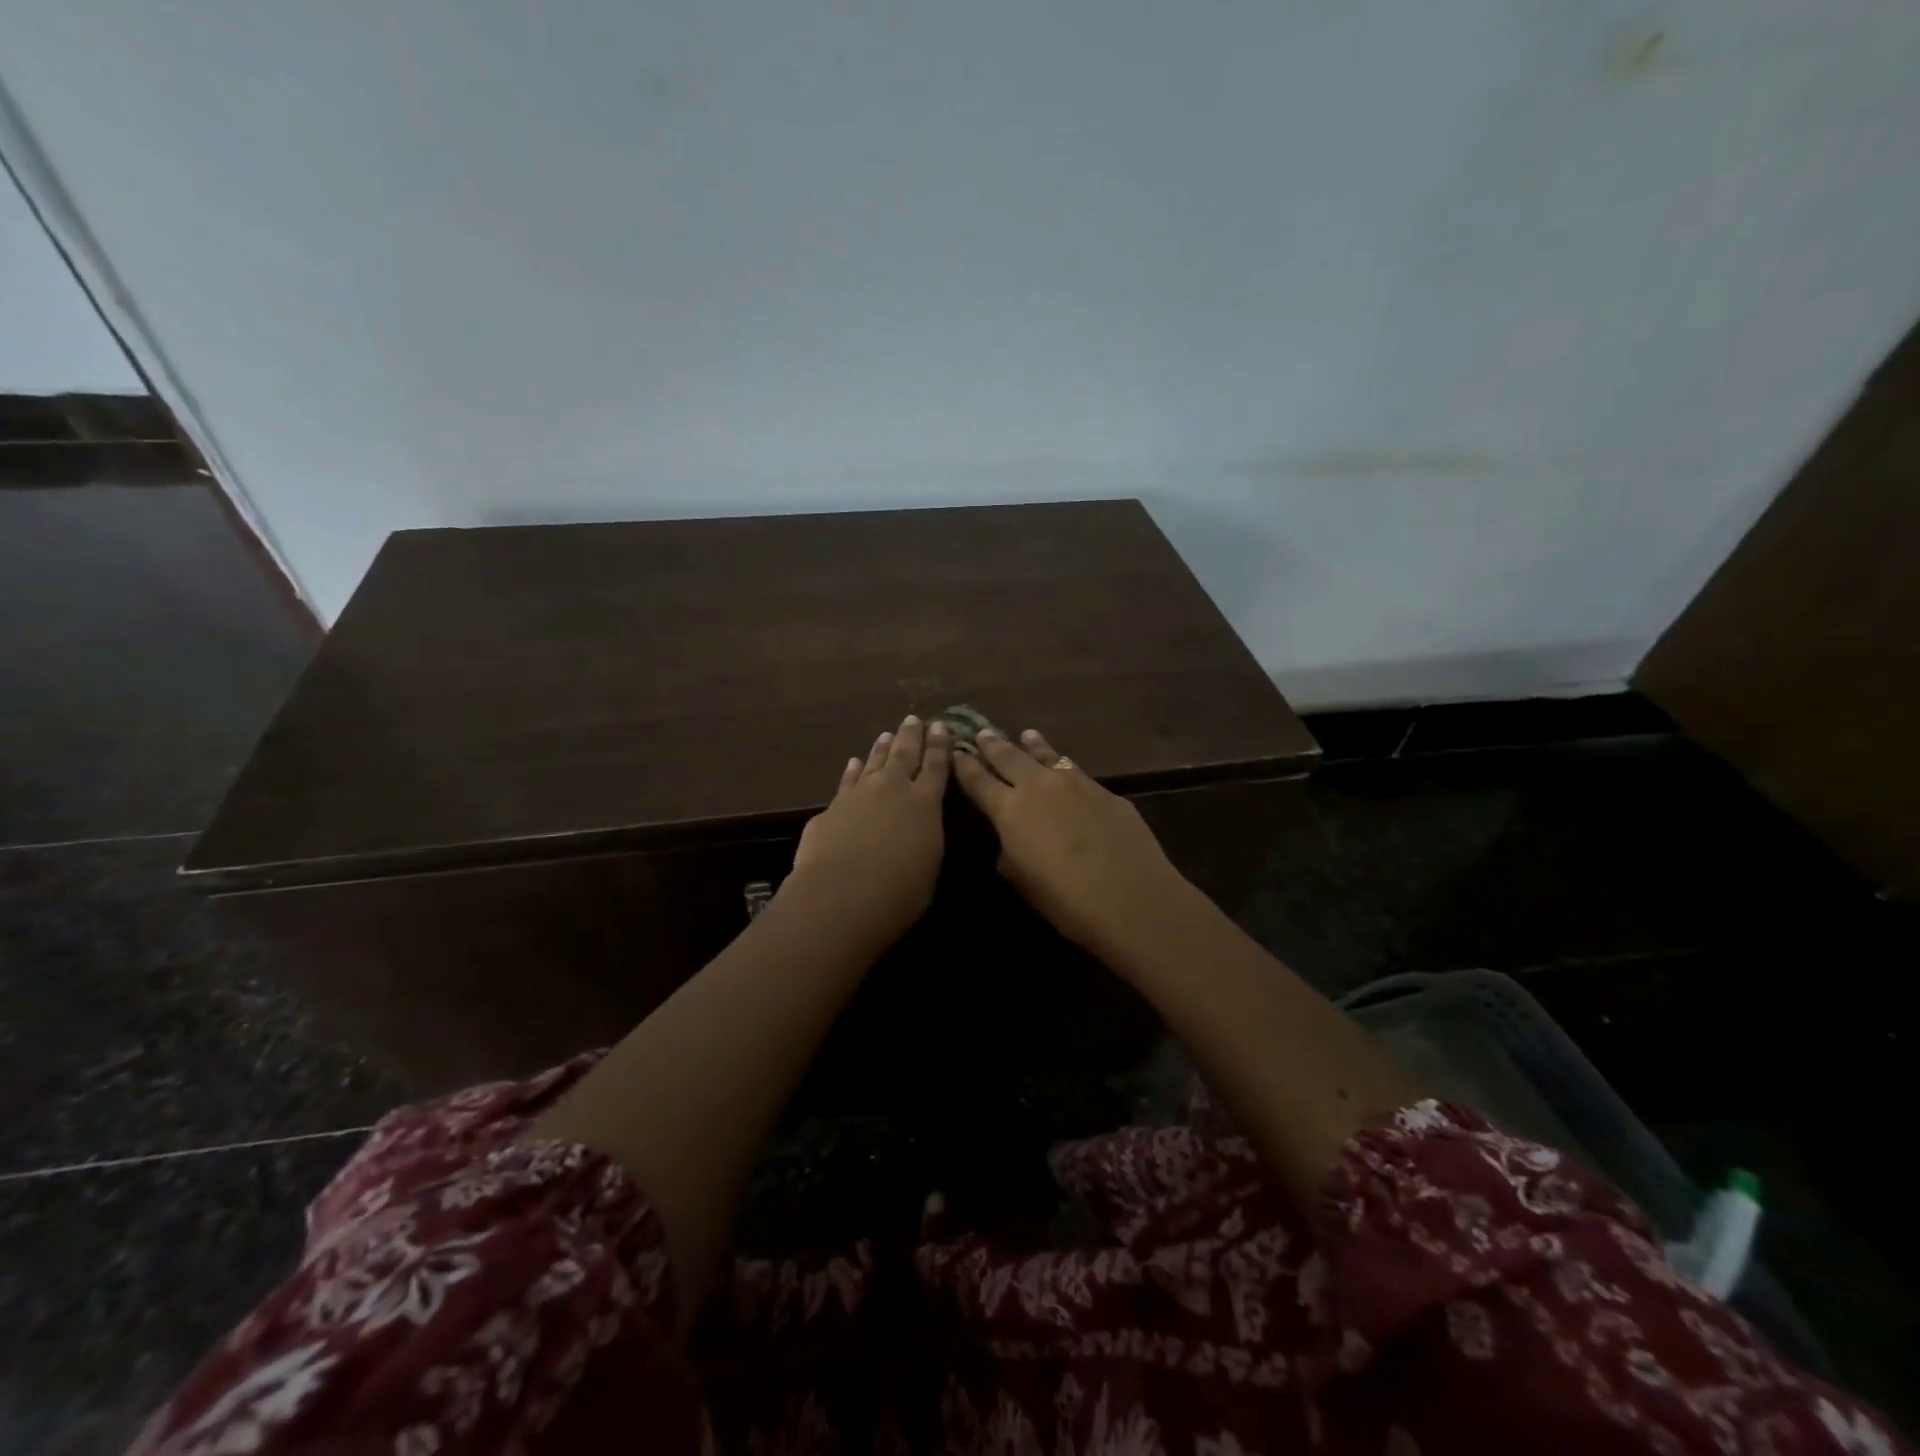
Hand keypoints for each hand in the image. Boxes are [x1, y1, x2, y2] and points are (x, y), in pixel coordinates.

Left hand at [786, 715, 951, 943]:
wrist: (843, 893)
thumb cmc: (900, 890)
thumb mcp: (928, 865)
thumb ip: (925, 839)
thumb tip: (919, 828)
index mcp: (925, 803)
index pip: (936, 767)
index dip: (940, 746)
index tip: (941, 727)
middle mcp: (893, 789)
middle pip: (904, 755)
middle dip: (911, 736)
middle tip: (914, 719)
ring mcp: (859, 794)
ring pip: (873, 762)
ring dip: (881, 748)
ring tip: (887, 734)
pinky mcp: (832, 808)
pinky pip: (847, 781)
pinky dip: (852, 770)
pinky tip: (853, 763)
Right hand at [951, 727, 1187, 953]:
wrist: (1129, 897)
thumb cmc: (1064, 899)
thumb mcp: (1021, 879)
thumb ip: (1009, 851)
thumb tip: (1010, 839)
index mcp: (1009, 810)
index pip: (978, 780)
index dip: (965, 766)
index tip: (956, 751)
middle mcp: (1038, 786)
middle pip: (1009, 757)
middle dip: (993, 745)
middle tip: (982, 732)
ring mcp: (1074, 784)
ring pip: (1046, 756)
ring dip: (1032, 745)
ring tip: (1025, 734)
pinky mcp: (1104, 792)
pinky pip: (1074, 770)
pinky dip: (1061, 763)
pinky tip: (1063, 764)